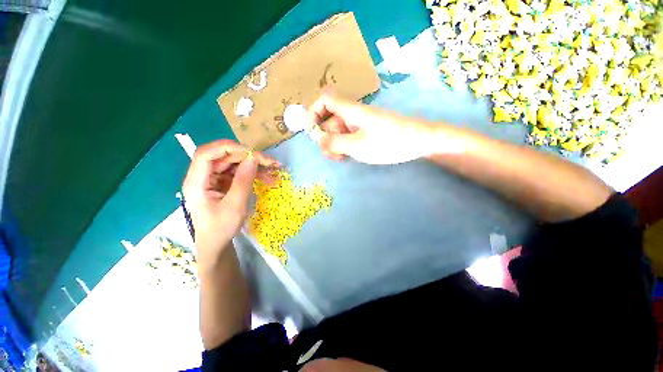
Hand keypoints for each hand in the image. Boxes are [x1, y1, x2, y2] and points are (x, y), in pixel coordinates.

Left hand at [182, 140, 278, 267]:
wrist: (217, 243)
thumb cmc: (221, 228)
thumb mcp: (235, 206)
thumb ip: (243, 181)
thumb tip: (253, 158)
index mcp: (197, 182)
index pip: (206, 154)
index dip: (228, 148)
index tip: (251, 153)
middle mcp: (203, 176)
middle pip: (224, 156)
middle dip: (248, 157)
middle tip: (270, 162)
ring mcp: (213, 179)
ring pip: (233, 163)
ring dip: (254, 165)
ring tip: (273, 170)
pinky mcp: (223, 183)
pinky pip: (238, 172)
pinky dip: (253, 173)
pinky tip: (267, 178)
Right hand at [308, 93, 440, 164]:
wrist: (418, 141)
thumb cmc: (388, 142)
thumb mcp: (357, 146)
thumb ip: (334, 143)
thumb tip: (317, 140)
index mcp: (350, 110)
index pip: (324, 99)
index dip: (314, 112)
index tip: (311, 131)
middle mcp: (352, 113)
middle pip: (328, 118)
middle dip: (324, 136)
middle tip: (330, 153)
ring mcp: (359, 123)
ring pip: (337, 129)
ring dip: (334, 143)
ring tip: (340, 158)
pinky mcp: (365, 131)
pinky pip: (347, 135)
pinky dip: (343, 145)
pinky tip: (347, 156)